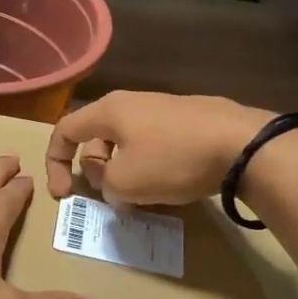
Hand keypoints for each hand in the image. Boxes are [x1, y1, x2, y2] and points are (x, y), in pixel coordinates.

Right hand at [45, 92, 270, 205]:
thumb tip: (109, 178)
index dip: (54, 163)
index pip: (64, 130)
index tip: (63, 195)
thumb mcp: (124, 182)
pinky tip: (169, 184)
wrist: (243, 145)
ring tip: (140, 196)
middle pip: (96, 138)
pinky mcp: (189, 119)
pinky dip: (149, 165)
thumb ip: (102, 182)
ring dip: (123, 170)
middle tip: (110, 196)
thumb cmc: (173, 160)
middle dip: (94, 170)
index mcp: (109, 111)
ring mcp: (163, 108)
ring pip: (127, 142)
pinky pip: (154, 143)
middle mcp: (132, 102)